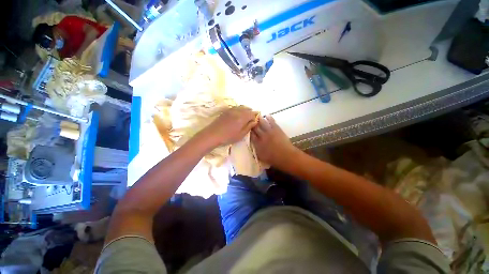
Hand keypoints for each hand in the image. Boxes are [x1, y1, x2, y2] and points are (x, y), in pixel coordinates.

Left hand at [200, 106, 257, 146]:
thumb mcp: (241, 135)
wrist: (213, 134)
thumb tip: (254, 121)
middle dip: (251, 112)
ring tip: (246, 116)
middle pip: (247, 109)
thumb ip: (249, 127)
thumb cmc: (228, 137)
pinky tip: (238, 114)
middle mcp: (237, 111)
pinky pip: (235, 107)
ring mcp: (231, 110)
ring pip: (241, 107)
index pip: (252, 113)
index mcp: (242, 117)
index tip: (256, 120)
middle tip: (252, 118)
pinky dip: (239, 109)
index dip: (255, 116)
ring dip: (245, 110)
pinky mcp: (226, 111)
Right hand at [251, 115, 298, 167]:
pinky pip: (271, 121)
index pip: (251, 135)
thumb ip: (256, 150)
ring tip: (257, 115)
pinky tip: (267, 115)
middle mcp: (261, 136)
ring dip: (259, 119)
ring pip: (262, 123)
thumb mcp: (261, 157)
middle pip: (255, 128)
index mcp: (257, 144)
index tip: (248, 128)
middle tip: (250, 120)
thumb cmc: (274, 159)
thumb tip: (253, 145)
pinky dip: (269, 117)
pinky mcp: (276, 129)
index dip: (249, 131)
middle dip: (252, 123)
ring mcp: (269, 131)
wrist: (286, 156)